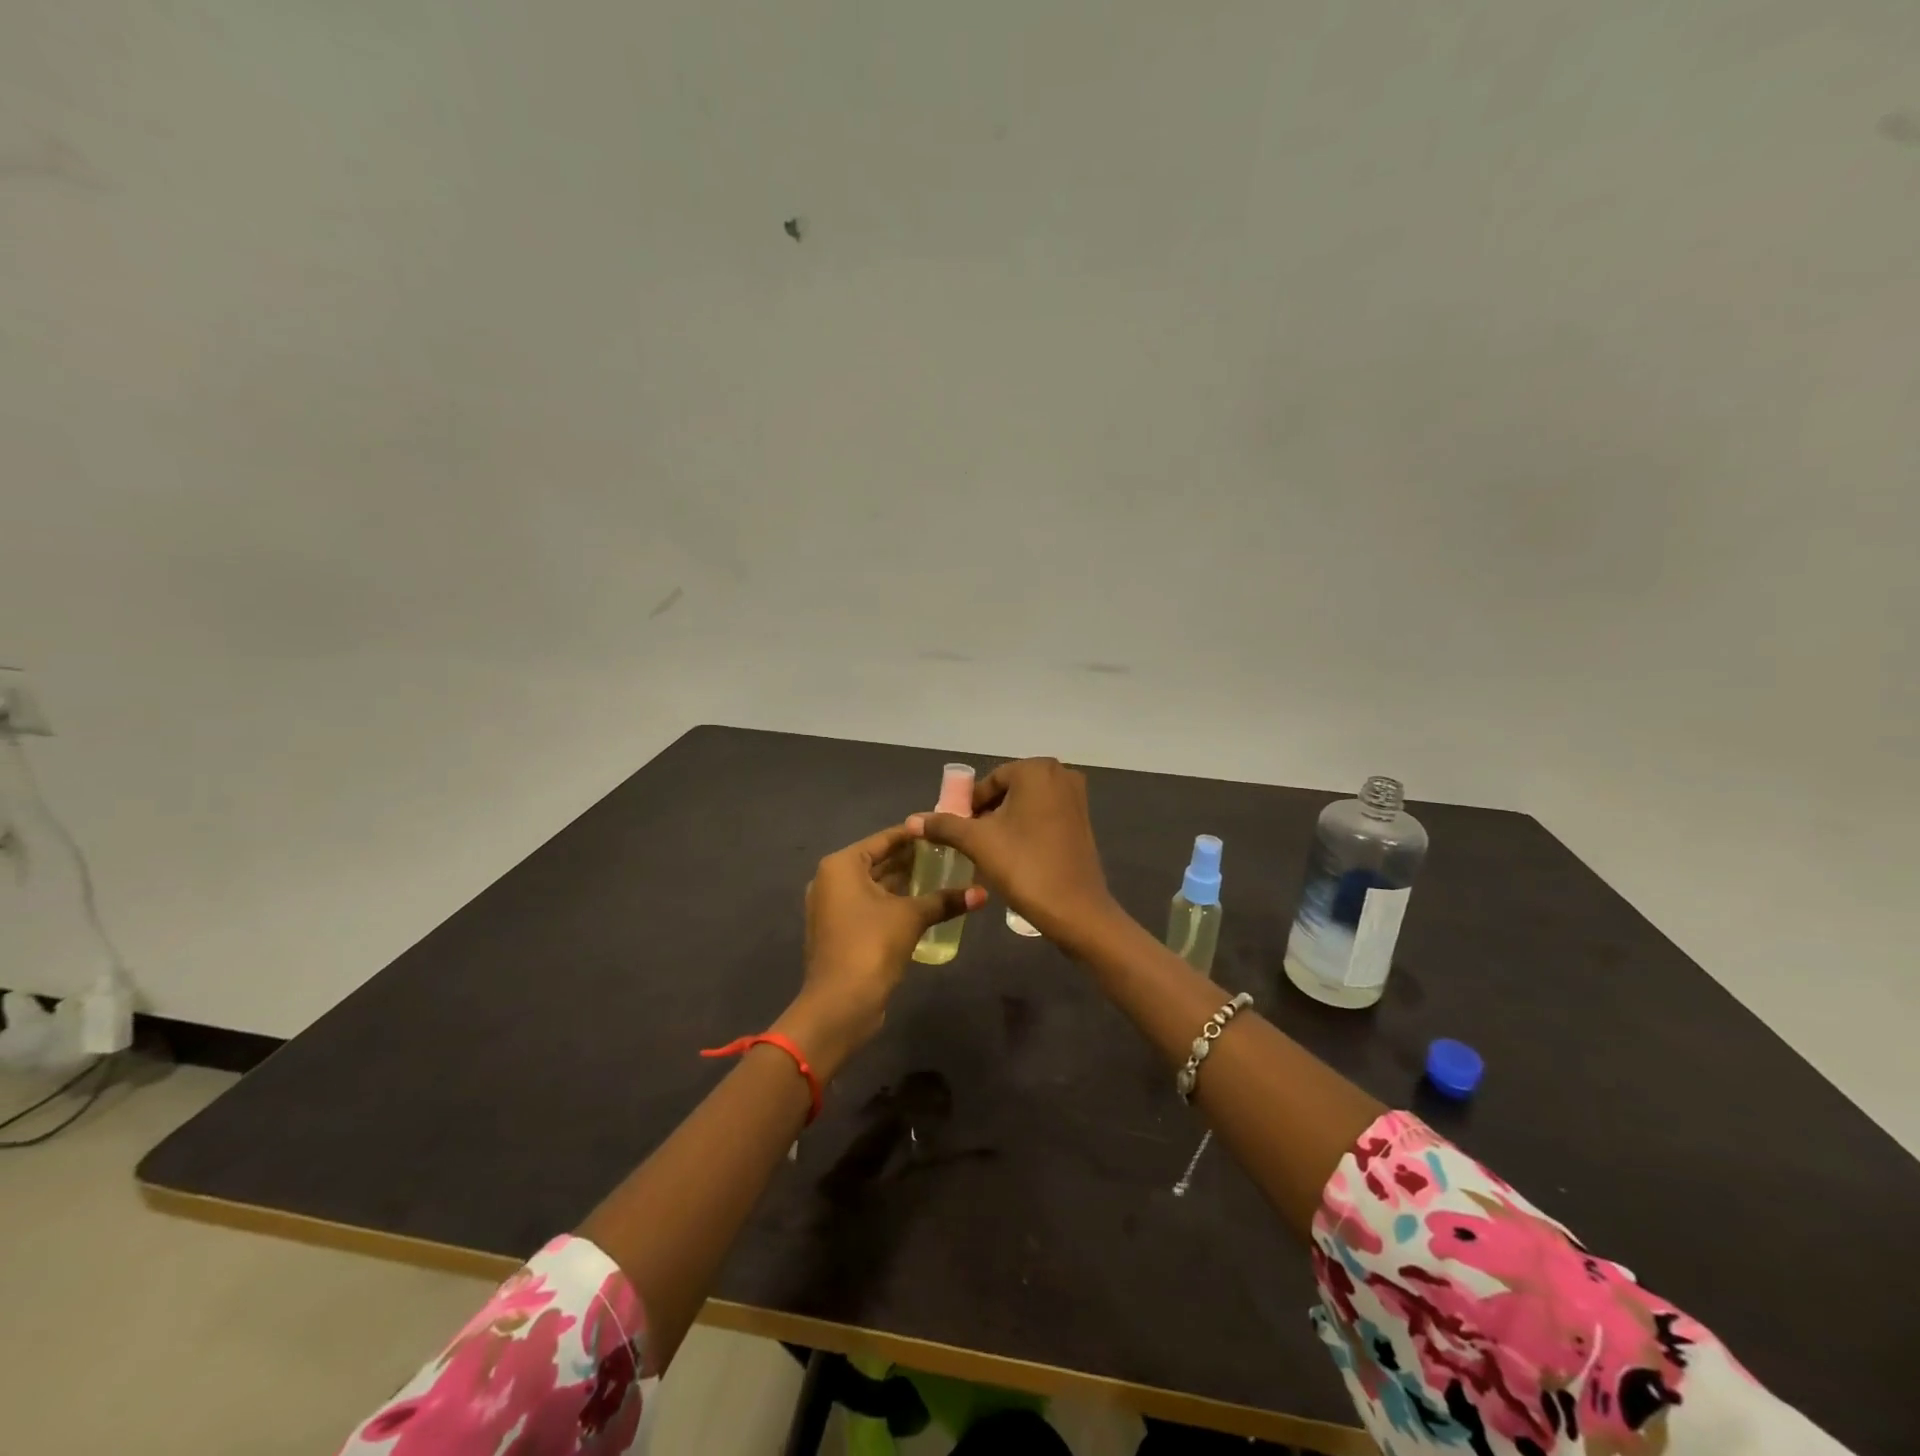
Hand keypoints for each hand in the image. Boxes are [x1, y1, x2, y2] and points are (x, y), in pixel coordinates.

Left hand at [776, 822, 985, 1077]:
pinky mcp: (841, 930)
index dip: (915, 835)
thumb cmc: (871, 945)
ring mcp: (833, 907)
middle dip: (912, 860)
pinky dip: (894, 902)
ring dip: (905, 883)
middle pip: (878, 861)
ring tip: (944, 876)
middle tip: (950, 854)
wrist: (840, 1004)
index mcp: (842, 865)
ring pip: (876, 885)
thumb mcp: (911, 917)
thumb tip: (982, 893)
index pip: (884, 839)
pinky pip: (871, 906)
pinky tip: (925, 904)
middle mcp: (832, 880)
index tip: (944, 831)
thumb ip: (945, 900)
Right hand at [909, 758, 1119, 954]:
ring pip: (1026, 805)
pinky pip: (1044, 816)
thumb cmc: (1025, 866)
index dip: (968, 807)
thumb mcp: (978, 843)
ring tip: (989, 851)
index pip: (989, 782)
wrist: (1075, 910)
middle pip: (1008, 791)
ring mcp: (1076, 798)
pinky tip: (1015, 855)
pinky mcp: (1082, 821)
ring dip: (1005, 823)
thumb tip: (912, 820)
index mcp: (1036, 769)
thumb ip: (944, 825)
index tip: (955, 832)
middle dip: (986, 815)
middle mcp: (1061, 774)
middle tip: (970, 843)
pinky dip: (1026, 829)